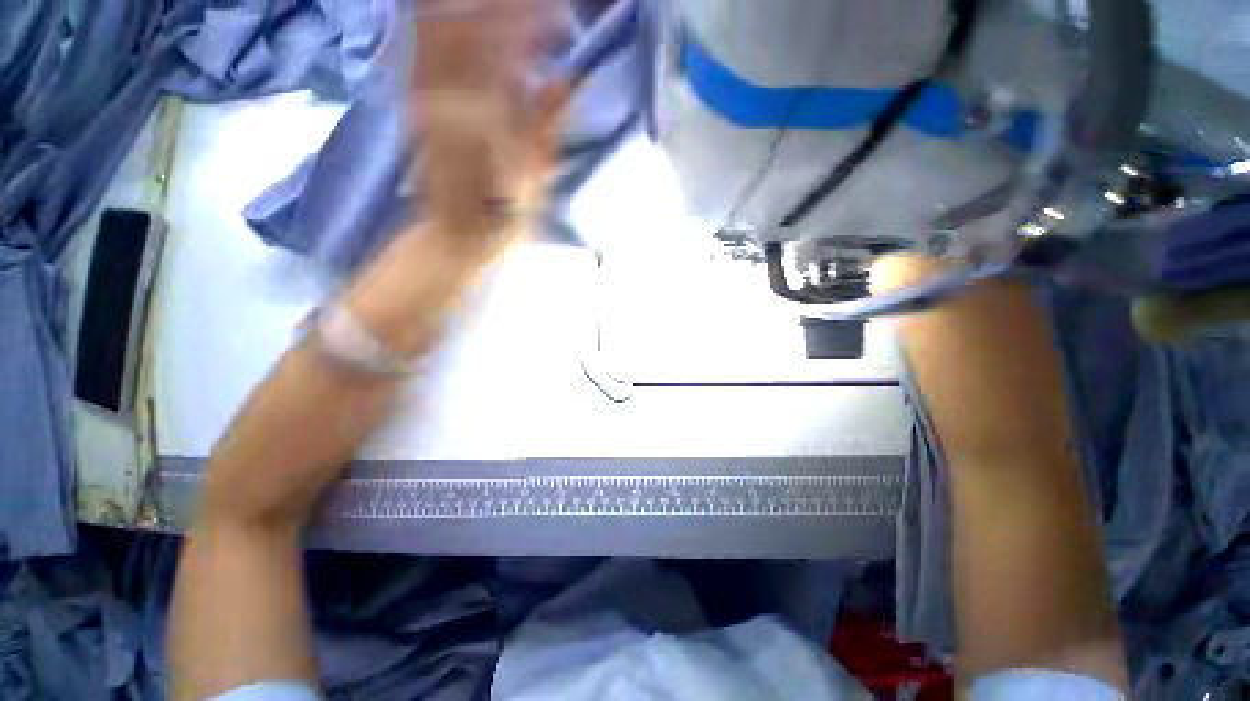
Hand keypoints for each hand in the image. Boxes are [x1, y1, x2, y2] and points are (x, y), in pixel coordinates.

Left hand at [344, 1, 568, 355]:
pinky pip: (421, 46)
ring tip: (508, 10)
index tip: (559, 15)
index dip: (530, 22)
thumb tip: (564, 78)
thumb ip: (546, 128)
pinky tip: (466, 21)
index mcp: (481, 122)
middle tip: (542, 8)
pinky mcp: (414, 100)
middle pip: (465, 26)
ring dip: (472, 12)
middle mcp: (445, 100)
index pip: (503, 50)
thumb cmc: (501, 220)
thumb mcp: (535, 184)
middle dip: (503, 7)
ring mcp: (423, 96)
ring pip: (437, 28)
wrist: (454, 236)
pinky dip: (441, 25)